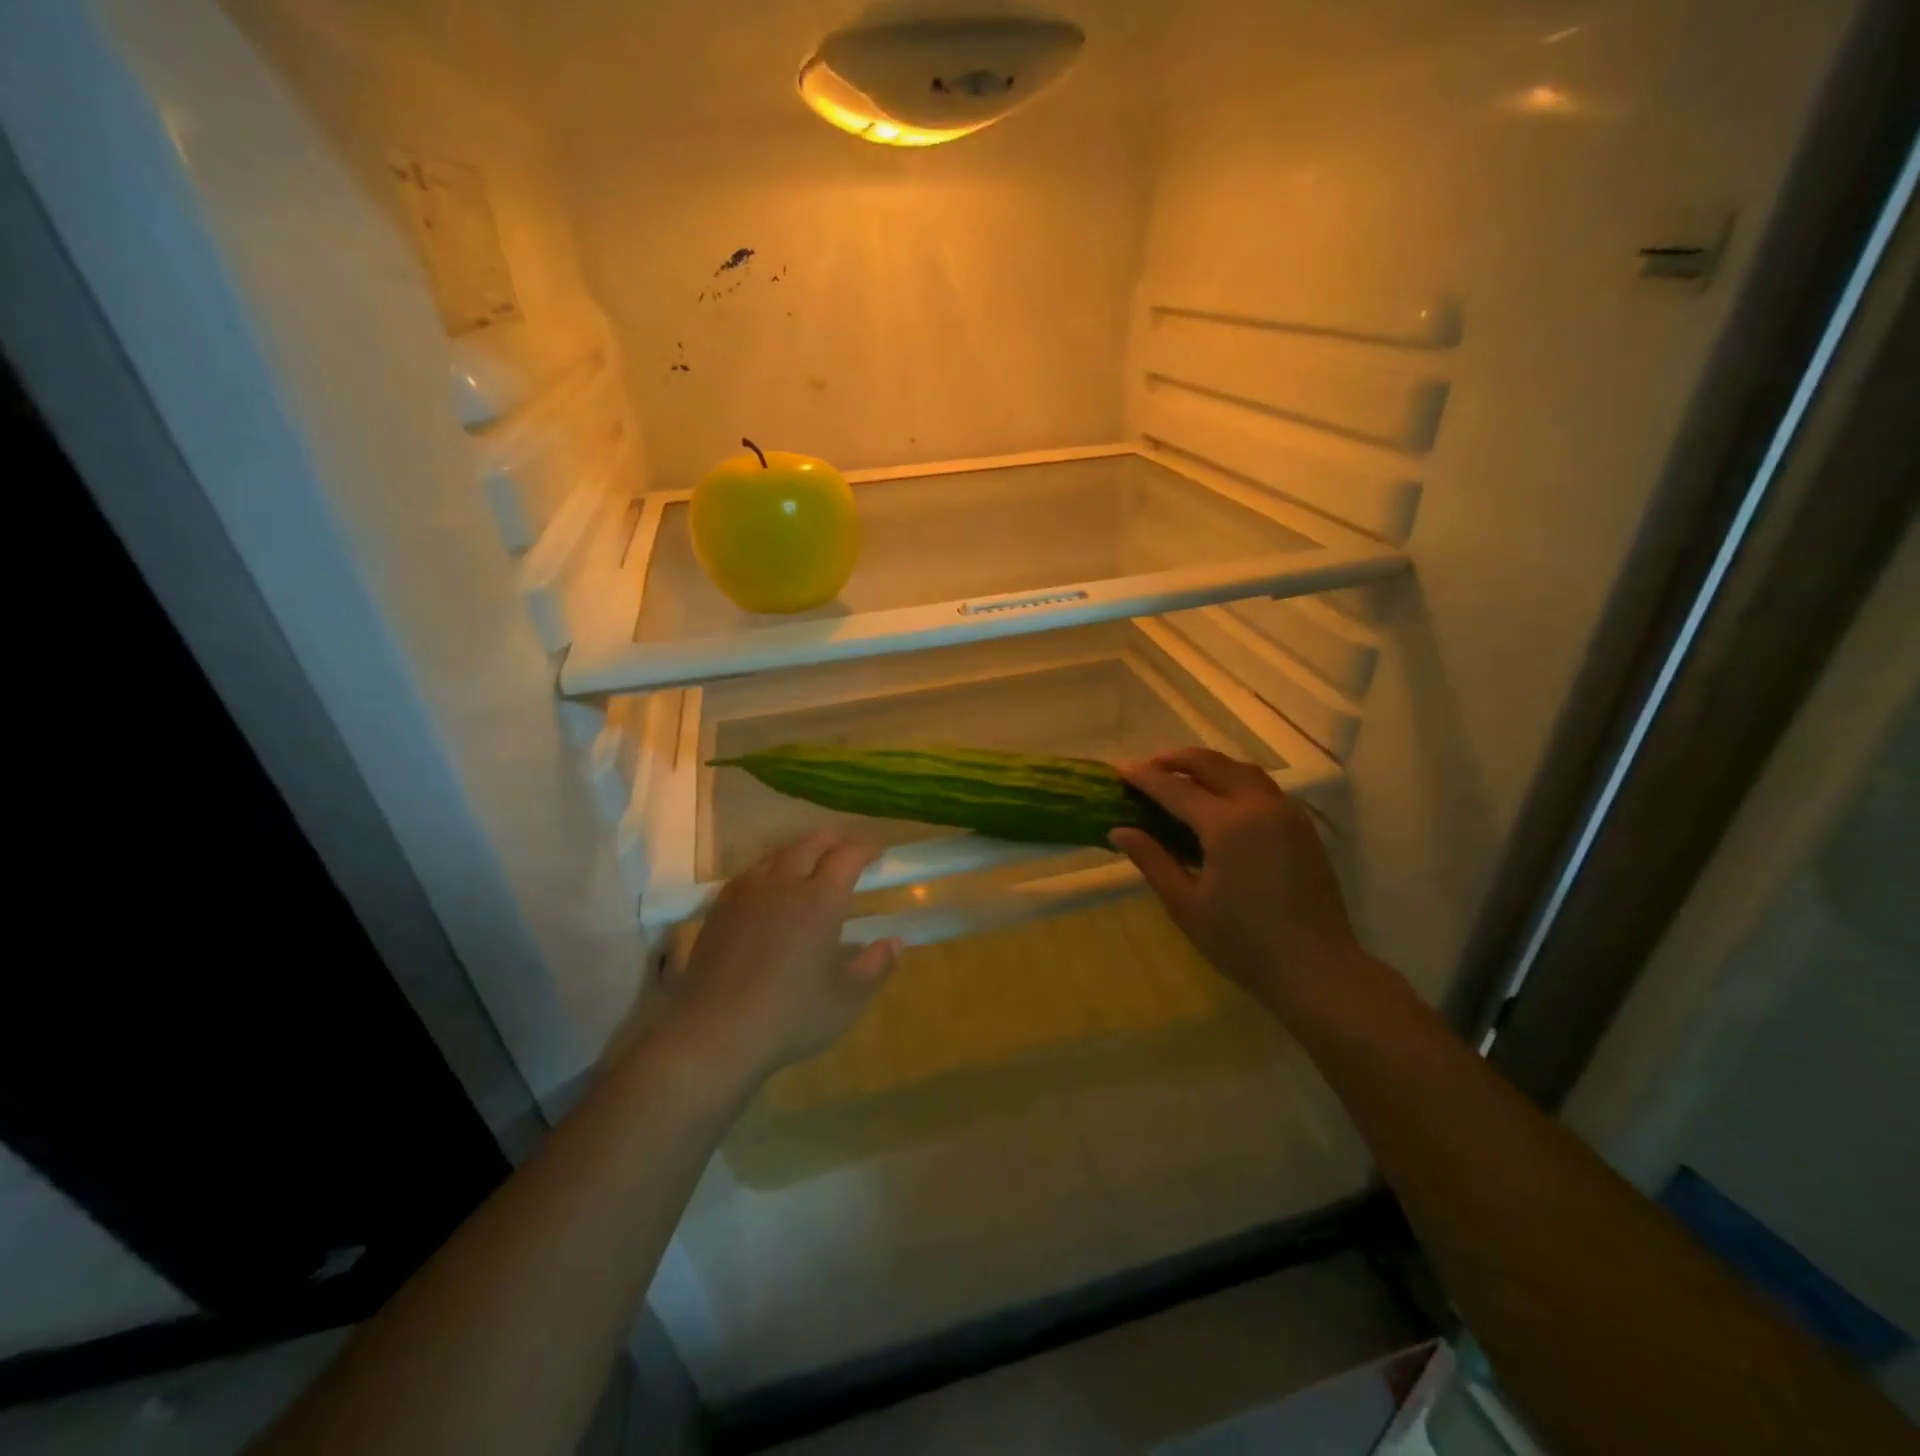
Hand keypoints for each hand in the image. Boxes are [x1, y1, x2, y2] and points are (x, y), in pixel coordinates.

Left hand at [661, 831, 901, 1086]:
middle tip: (846, 851)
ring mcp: (747, 895)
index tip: (878, 853)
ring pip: (776, 855)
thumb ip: (876, 965)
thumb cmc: (791, 1016)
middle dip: (833, 841)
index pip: (848, 856)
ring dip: (799, 851)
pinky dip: (767, 870)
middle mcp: (784, 885)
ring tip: (809, 863)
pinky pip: (748, 874)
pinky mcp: (719, 910)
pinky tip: (766, 888)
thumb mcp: (847, 999)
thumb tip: (895, 941)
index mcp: (821, 900)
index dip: (866, 849)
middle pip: (810, 844)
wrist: (714, 1033)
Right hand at [1110, 747, 1364, 1009]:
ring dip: (1208, 766)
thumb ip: (1152, 860)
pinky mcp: (1302, 827)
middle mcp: (1258, 807)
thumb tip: (1120, 831)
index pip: (1176, 788)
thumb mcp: (1186, 905)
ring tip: (1182, 777)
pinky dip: (1234, 780)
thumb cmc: (1243, 942)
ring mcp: (1286, 813)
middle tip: (1149, 767)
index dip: (1144, 777)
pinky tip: (1221, 800)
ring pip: (1242, 770)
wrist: (1316, 969)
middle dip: (1176, 759)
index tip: (1120, 769)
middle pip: (1212, 764)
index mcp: (1227, 825)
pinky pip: (1263, 787)